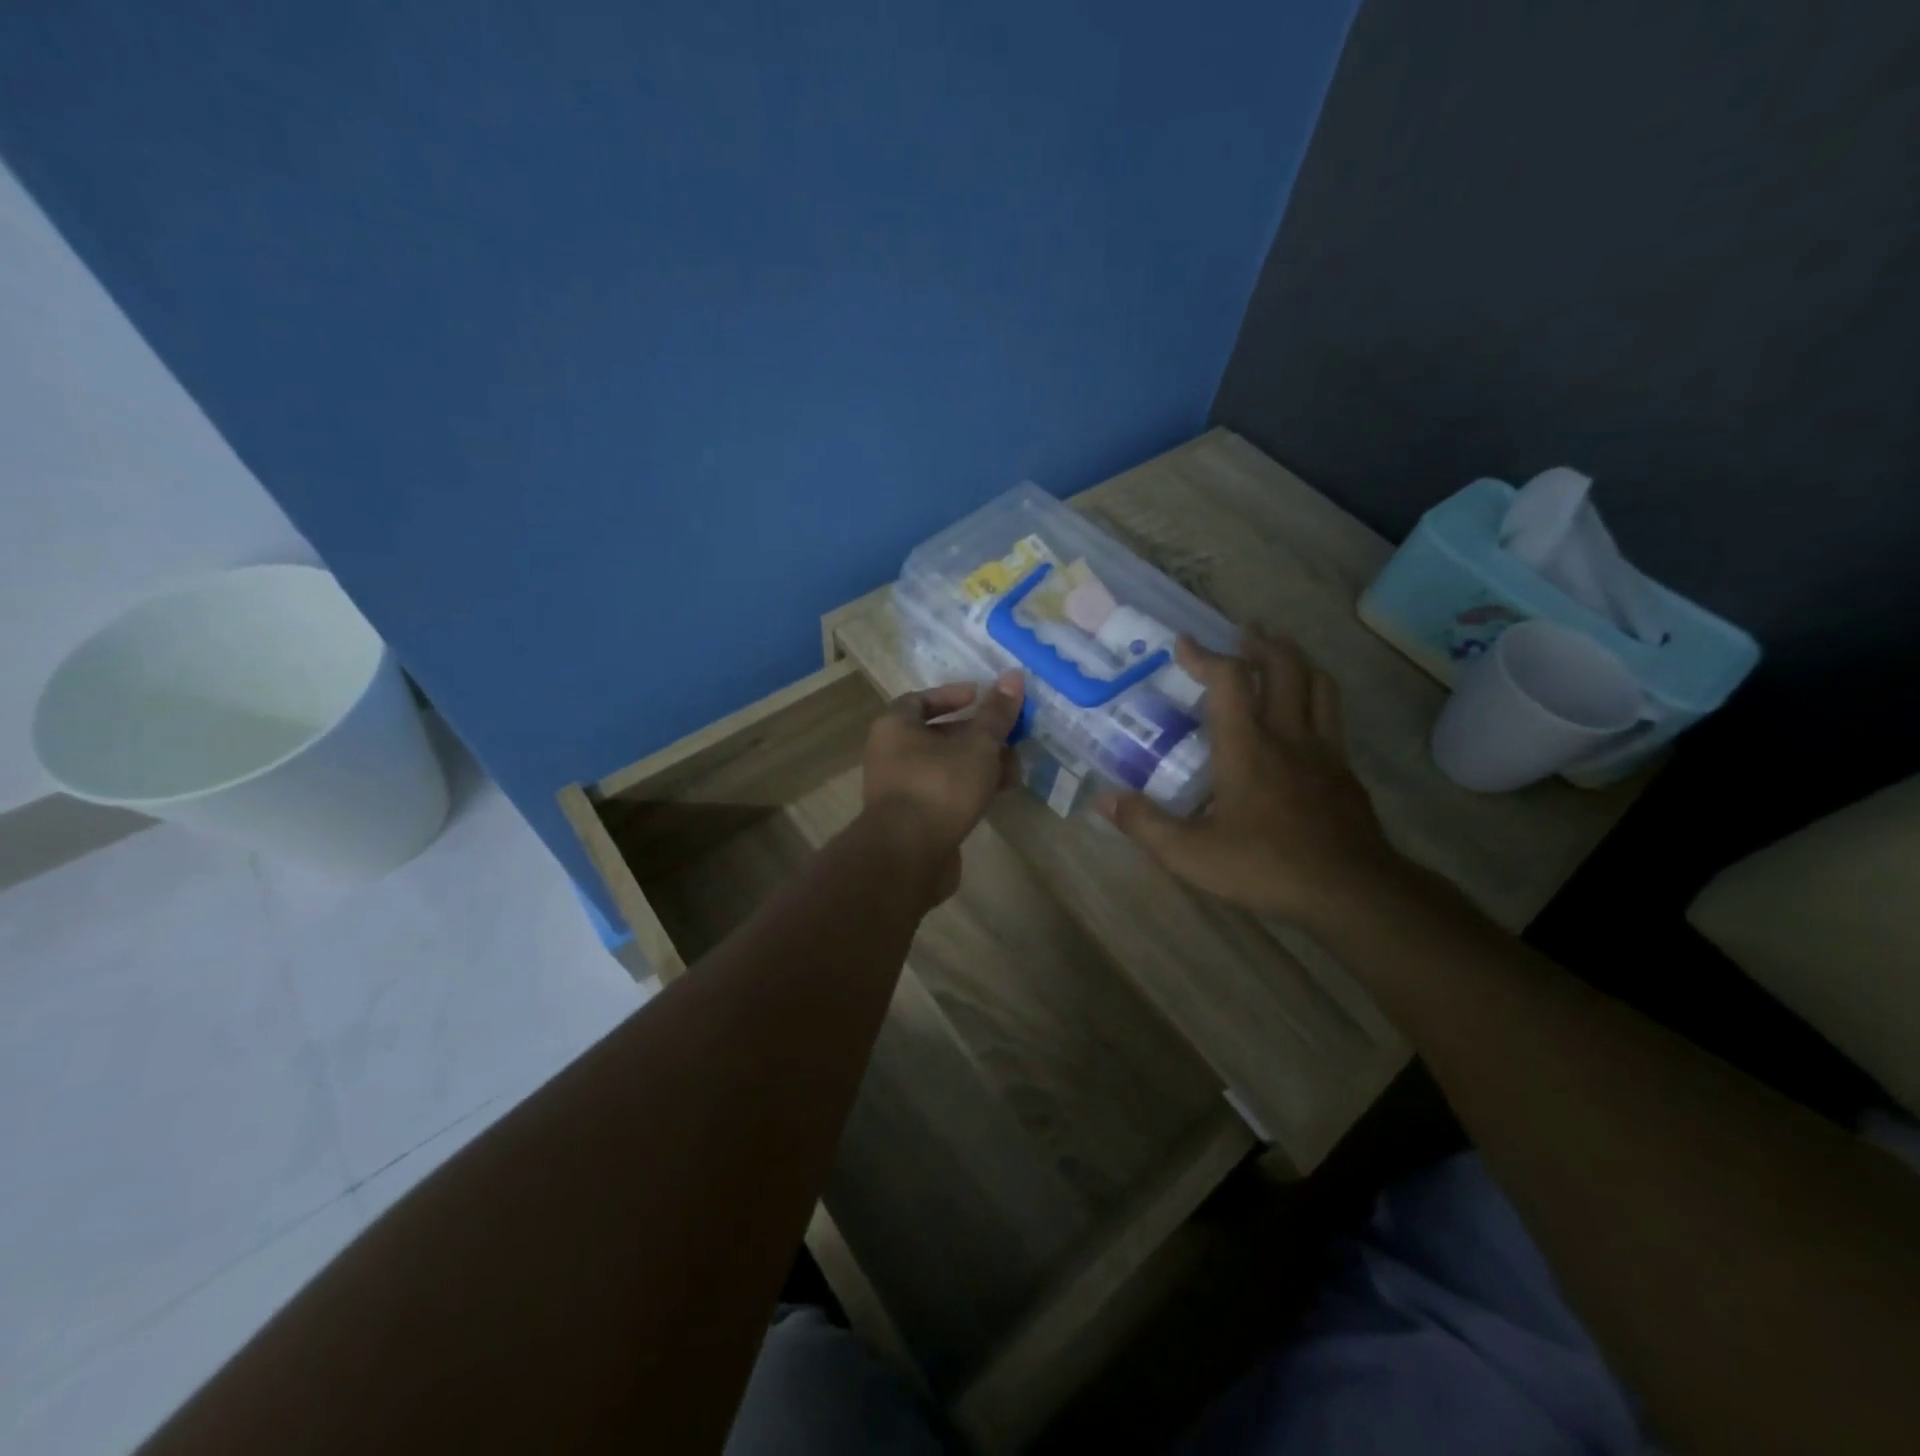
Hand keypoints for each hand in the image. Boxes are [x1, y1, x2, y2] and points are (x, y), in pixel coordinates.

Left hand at [862, 672, 1024, 903]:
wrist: (908, 855)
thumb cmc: (940, 786)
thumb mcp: (977, 745)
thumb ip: (996, 713)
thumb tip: (1014, 676)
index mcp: (895, 726)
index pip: (921, 699)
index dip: (953, 695)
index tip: (982, 697)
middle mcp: (891, 754)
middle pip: (938, 734)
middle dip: (978, 735)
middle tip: (1010, 736)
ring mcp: (901, 789)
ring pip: (946, 766)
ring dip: (980, 764)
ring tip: (1015, 768)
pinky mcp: (914, 819)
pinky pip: (945, 793)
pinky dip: (970, 789)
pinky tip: (999, 794)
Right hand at [1097, 633, 1404, 926]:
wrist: (1350, 891)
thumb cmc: (1265, 867)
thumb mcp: (1191, 854)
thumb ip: (1145, 824)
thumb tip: (1104, 800)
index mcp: (1247, 747)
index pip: (1228, 680)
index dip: (1205, 655)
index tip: (1184, 643)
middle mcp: (1288, 736)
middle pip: (1284, 667)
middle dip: (1260, 643)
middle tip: (1242, 633)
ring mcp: (1324, 751)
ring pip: (1319, 684)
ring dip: (1296, 660)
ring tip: (1278, 654)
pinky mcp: (1345, 772)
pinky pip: (1332, 717)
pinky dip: (1315, 698)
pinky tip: (1303, 717)